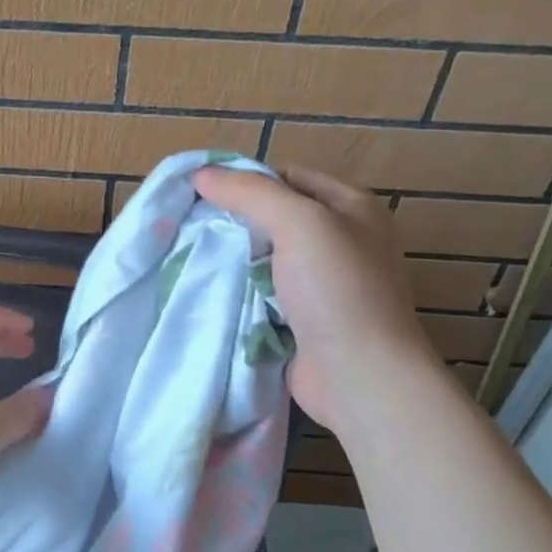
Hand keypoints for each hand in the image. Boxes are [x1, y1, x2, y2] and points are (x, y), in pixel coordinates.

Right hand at [193, 164, 435, 432]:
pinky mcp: (305, 322)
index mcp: (353, 209)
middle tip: (192, 227)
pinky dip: (240, 295)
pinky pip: (263, 297)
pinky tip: (210, 295)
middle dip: (236, 222)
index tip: (204, 194)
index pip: (290, 177)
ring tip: (193, 258)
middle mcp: (342, 243)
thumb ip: (251, 193)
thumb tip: (202, 174)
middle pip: (276, 219)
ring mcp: (324, 287)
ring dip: (234, 261)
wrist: (360, 377)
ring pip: (266, 260)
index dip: (249, 181)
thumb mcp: (299, 223)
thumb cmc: (337, 291)